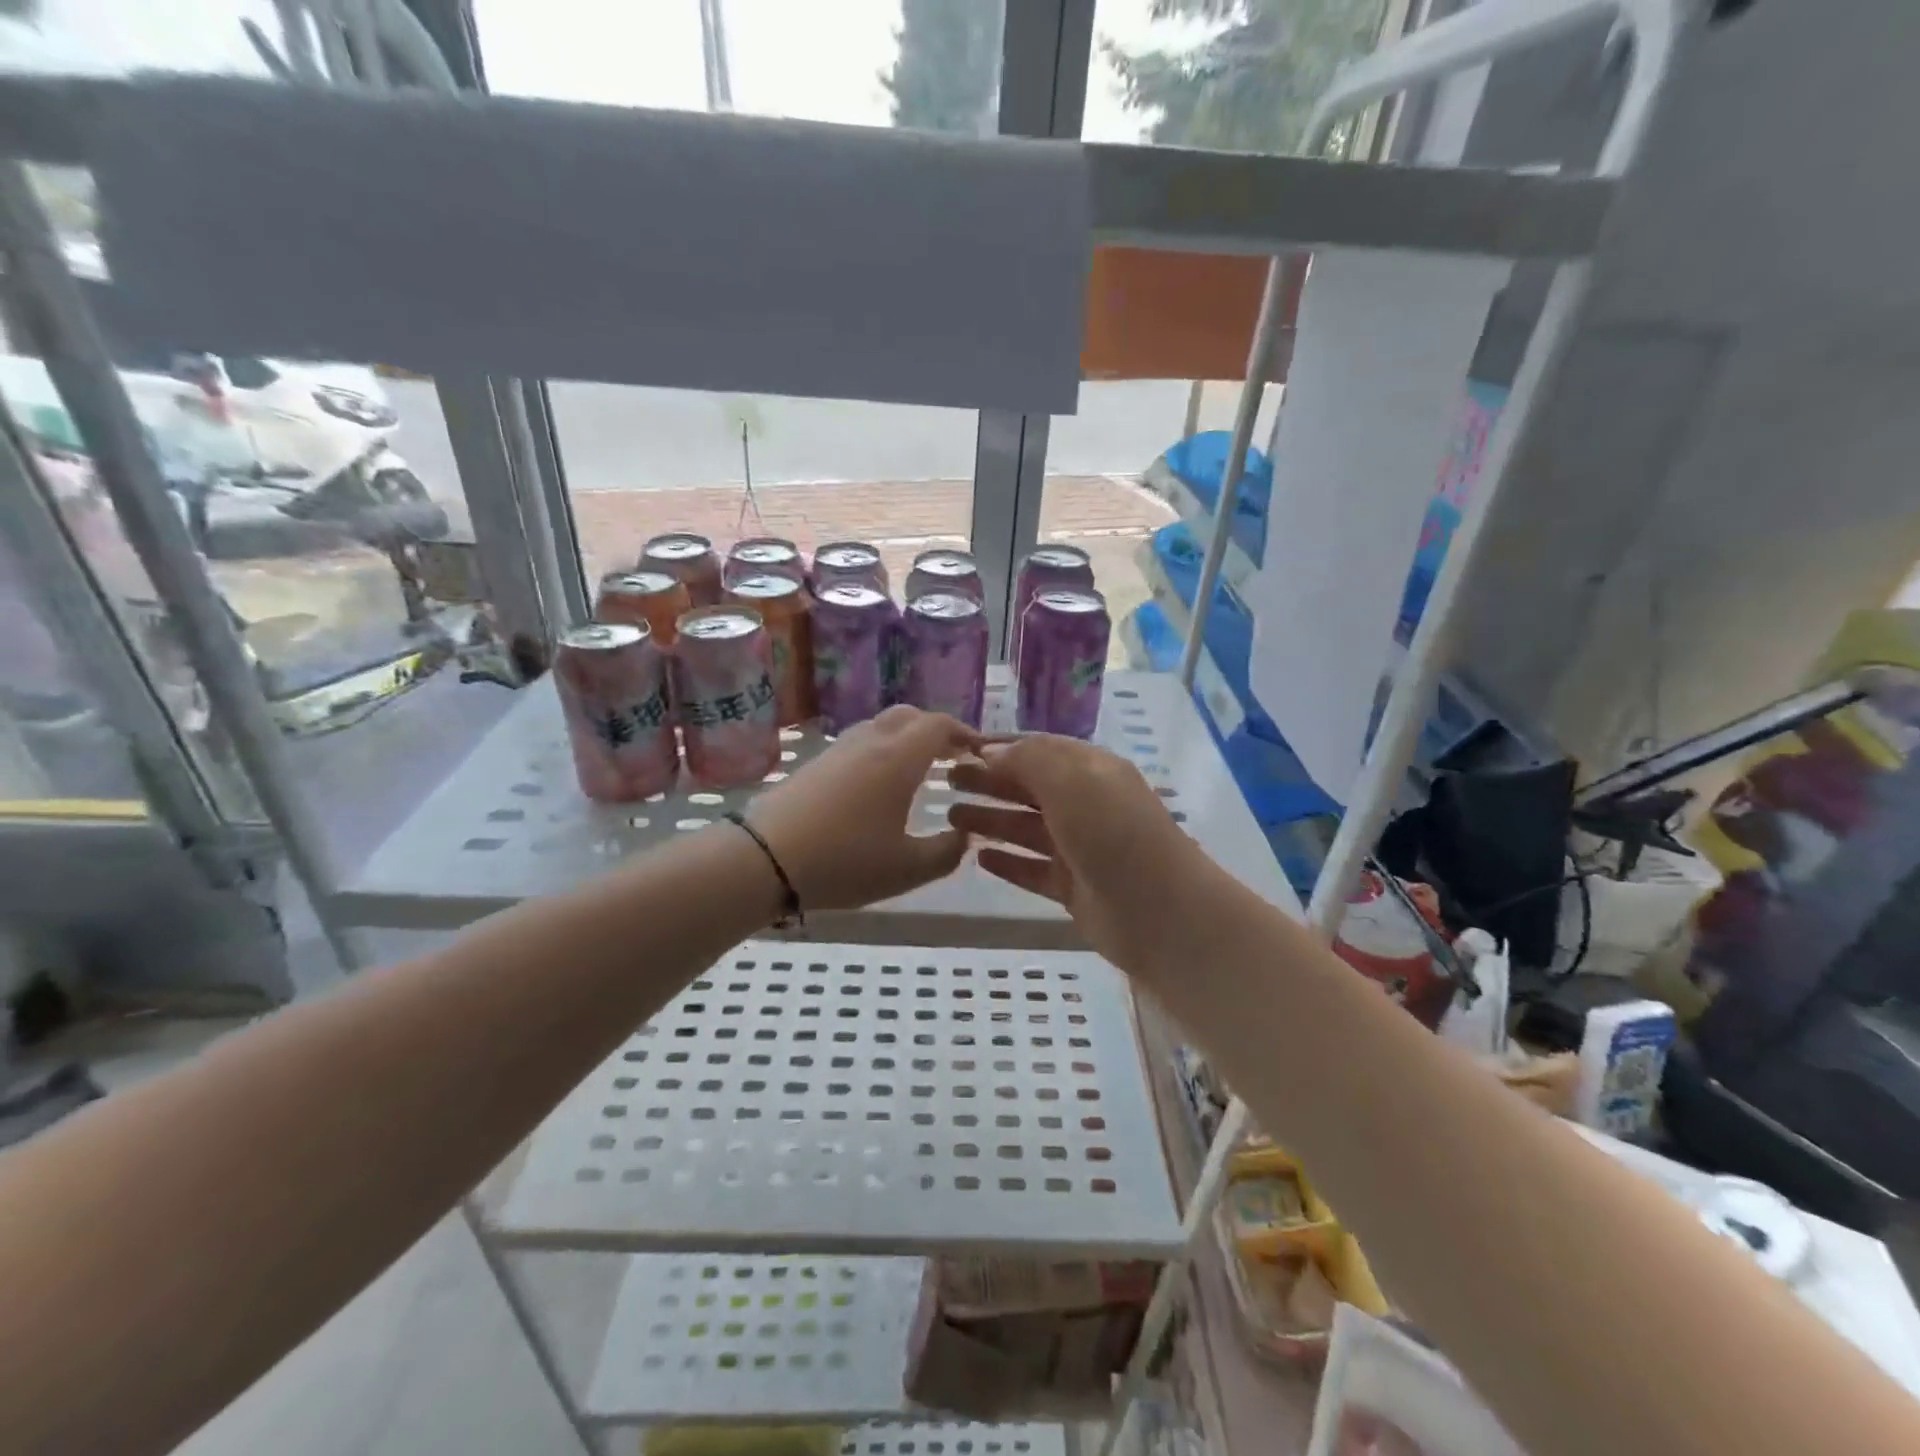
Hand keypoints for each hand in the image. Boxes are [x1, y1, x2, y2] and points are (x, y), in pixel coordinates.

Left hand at [749, 706, 979, 911]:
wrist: (764, 858)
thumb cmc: (845, 861)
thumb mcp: (907, 869)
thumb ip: (947, 852)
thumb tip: (965, 835)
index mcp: (899, 758)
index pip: (939, 725)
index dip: (964, 733)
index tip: (979, 752)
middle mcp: (871, 741)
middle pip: (910, 716)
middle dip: (936, 730)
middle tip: (952, 756)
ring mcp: (839, 749)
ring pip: (881, 726)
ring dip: (906, 738)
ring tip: (919, 769)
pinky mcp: (816, 762)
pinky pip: (860, 742)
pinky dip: (881, 750)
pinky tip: (879, 784)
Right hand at [947, 734, 1217, 976]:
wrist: (1162, 915)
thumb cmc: (1115, 836)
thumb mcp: (1073, 782)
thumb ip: (1030, 760)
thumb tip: (992, 751)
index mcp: (1091, 770)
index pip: (1038, 749)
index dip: (999, 747)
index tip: (957, 750)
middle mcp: (1086, 804)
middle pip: (1028, 787)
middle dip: (988, 781)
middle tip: (945, 783)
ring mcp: (1080, 848)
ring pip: (1026, 828)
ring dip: (991, 820)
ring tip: (951, 817)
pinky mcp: (1074, 887)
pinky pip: (1033, 869)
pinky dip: (1008, 862)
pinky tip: (979, 858)